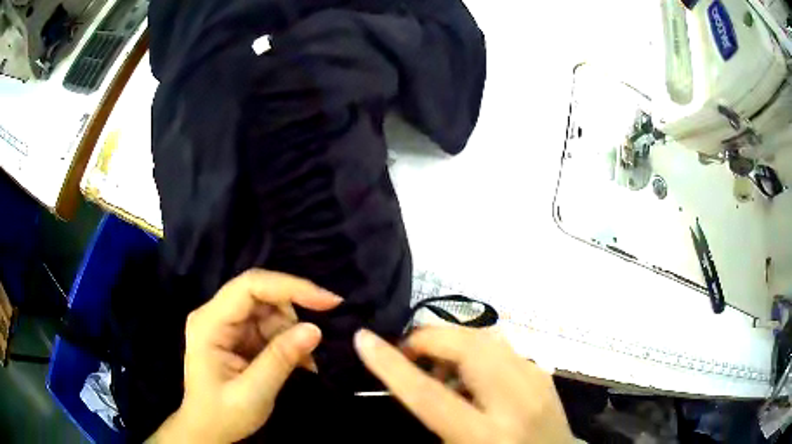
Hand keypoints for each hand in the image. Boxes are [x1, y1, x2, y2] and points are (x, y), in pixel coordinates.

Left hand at [148, 269, 341, 442]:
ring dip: (291, 331)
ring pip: (268, 309)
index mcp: (209, 323)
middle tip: (316, 340)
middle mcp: (214, 314)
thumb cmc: (223, 415)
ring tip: (305, 362)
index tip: (328, 302)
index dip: (290, 287)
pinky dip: (286, 340)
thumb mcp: (253, 393)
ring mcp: (225, 323)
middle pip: (260, 294)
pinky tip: (297, 362)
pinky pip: (267, 325)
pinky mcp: (235, 334)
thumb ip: (281, 359)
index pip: (249, 287)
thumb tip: (315, 329)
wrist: (207, 430)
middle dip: (292, 315)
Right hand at [354, 327, 573, 443]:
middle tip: (408, 355)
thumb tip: (413, 381)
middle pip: (466, 348)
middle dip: (427, 340)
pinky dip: (476, 348)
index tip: (363, 339)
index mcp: (485, 435)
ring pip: (485, 337)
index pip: (429, 395)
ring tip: (439, 366)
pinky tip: (470, 371)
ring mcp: (535, 380)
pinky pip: (501, 345)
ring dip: (452, 343)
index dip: (391, 365)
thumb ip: (434, 415)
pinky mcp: (542, 371)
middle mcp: (515, 401)